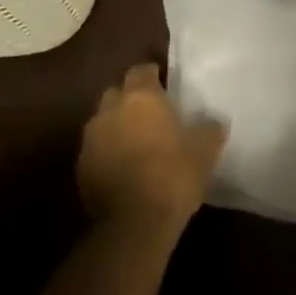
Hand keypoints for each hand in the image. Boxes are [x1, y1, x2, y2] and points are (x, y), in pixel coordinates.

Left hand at [77, 64, 226, 238]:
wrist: (134, 223)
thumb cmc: (173, 175)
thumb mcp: (205, 151)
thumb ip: (210, 129)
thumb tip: (215, 121)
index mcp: (141, 97)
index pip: (142, 70)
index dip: (153, 76)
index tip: (166, 86)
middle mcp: (110, 110)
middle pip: (117, 92)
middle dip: (130, 98)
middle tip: (151, 114)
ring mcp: (91, 139)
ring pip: (103, 121)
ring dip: (117, 126)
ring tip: (137, 142)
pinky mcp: (80, 167)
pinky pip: (96, 149)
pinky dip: (107, 152)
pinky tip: (124, 168)